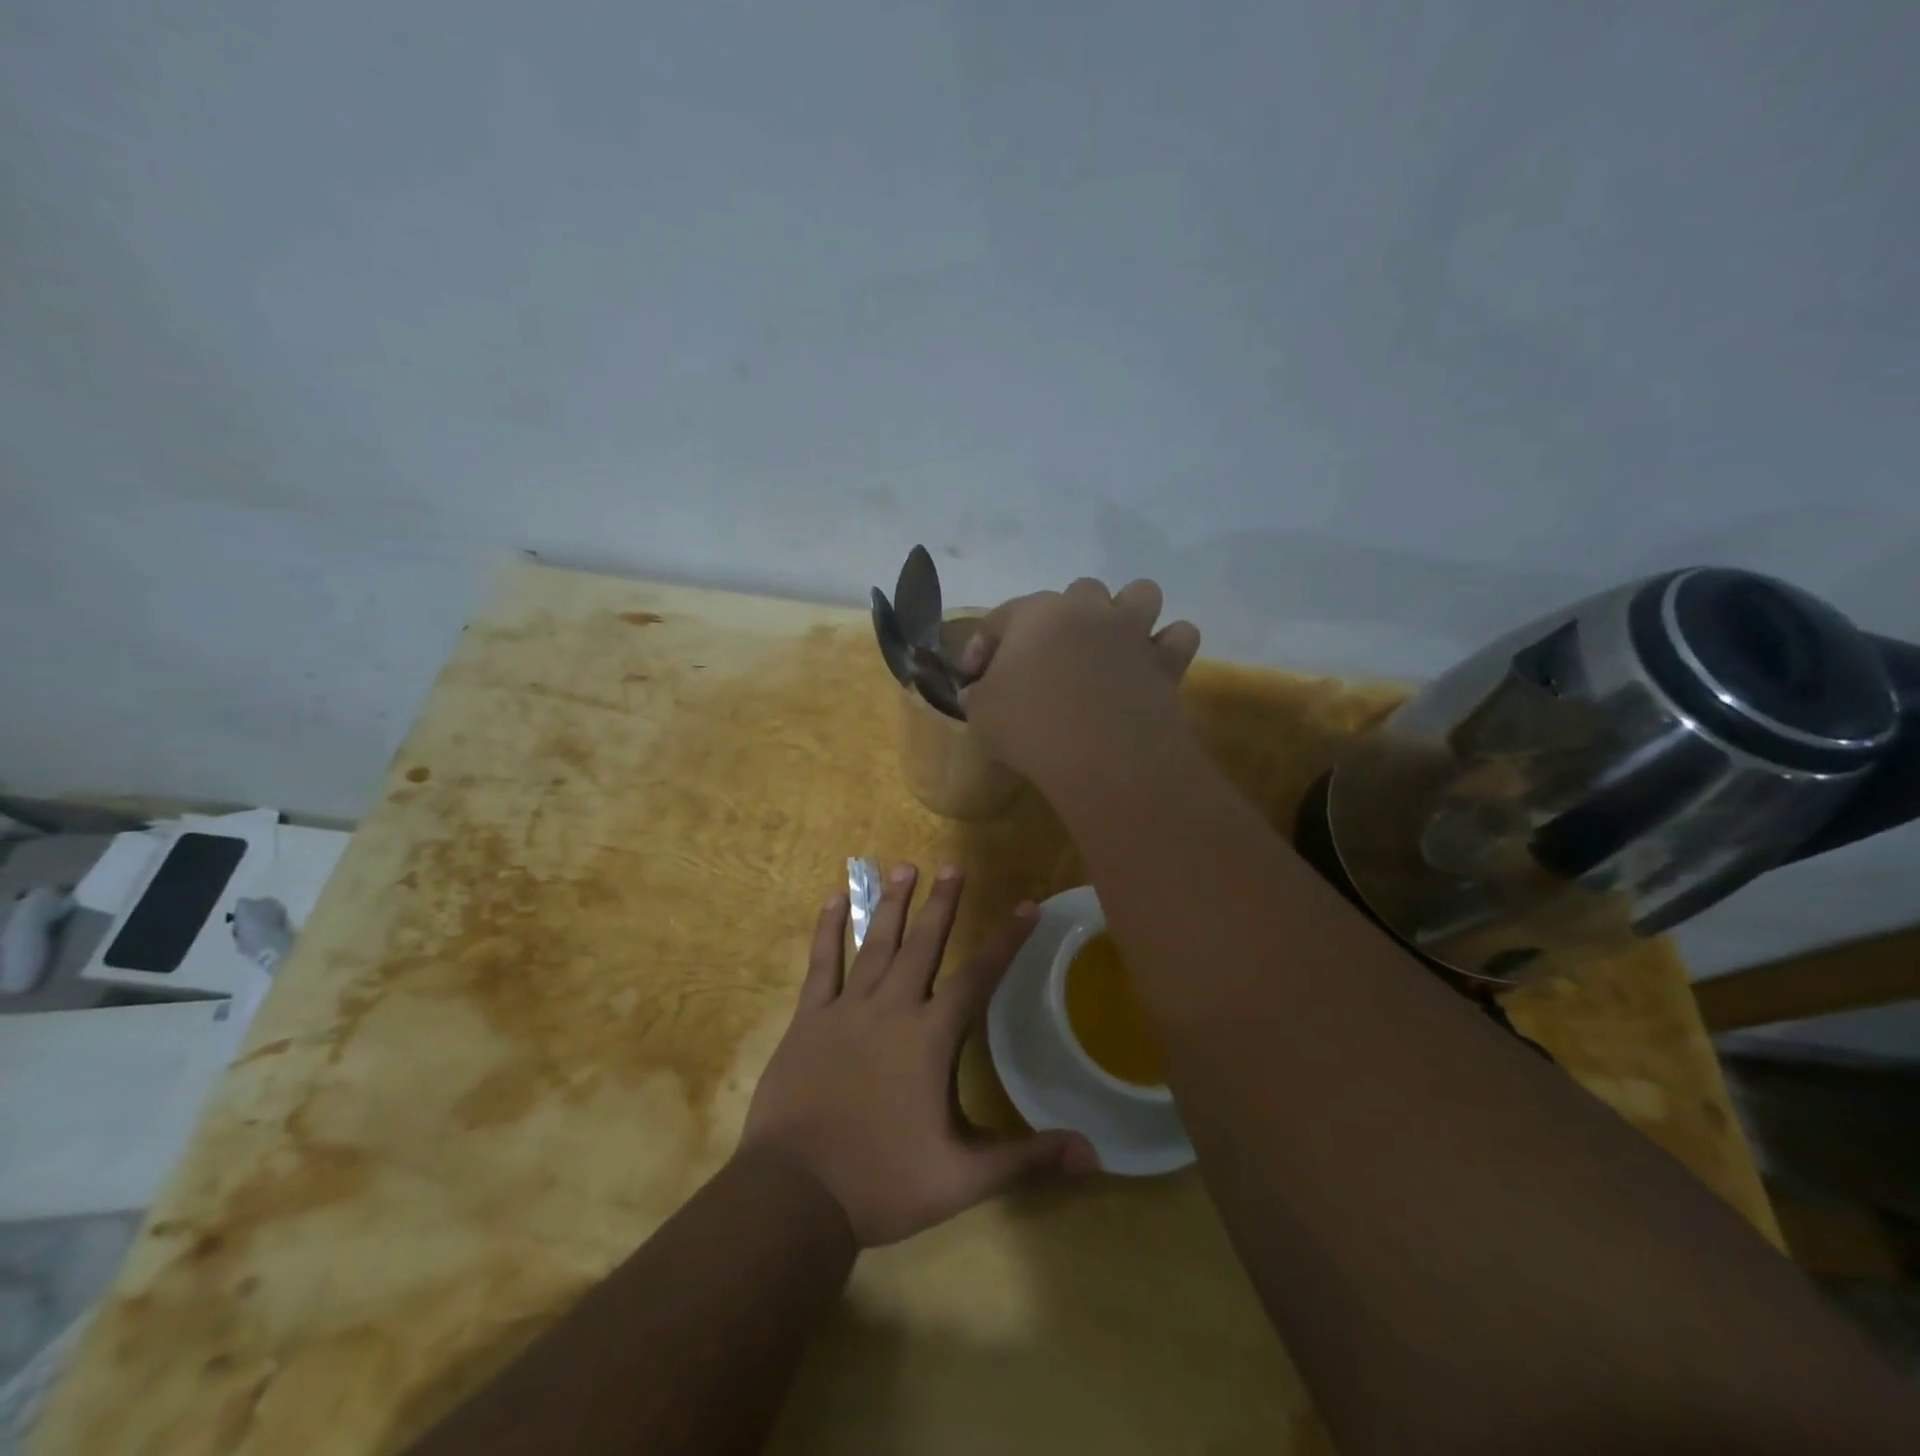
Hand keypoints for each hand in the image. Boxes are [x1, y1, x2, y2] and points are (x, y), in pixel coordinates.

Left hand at [739, 864, 1095, 1246]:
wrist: (796, 1194)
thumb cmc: (883, 1183)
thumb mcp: (962, 1178)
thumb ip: (1026, 1159)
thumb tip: (1093, 1153)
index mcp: (930, 1037)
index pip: (979, 977)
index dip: (1007, 940)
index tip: (1027, 906)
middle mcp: (892, 1008)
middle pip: (923, 944)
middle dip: (942, 903)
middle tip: (953, 865)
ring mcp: (847, 1009)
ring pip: (876, 944)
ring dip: (891, 904)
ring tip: (903, 866)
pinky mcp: (809, 1018)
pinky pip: (822, 963)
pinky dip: (828, 930)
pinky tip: (834, 898)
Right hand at [958, 577, 1200, 796]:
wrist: (1102, 755)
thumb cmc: (1030, 726)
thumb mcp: (982, 714)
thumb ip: (978, 696)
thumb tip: (977, 693)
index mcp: (1037, 613)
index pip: (1000, 618)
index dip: (981, 646)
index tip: (972, 679)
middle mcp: (1088, 610)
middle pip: (1078, 592)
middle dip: (1064, 618)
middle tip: (1049, 658)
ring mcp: (1132, 632)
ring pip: (1140, 594)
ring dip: (1126, 613)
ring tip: (1111, 644)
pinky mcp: (1166, 662)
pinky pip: (1179, 637)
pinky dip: (1167, 647)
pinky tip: (1150, 666)